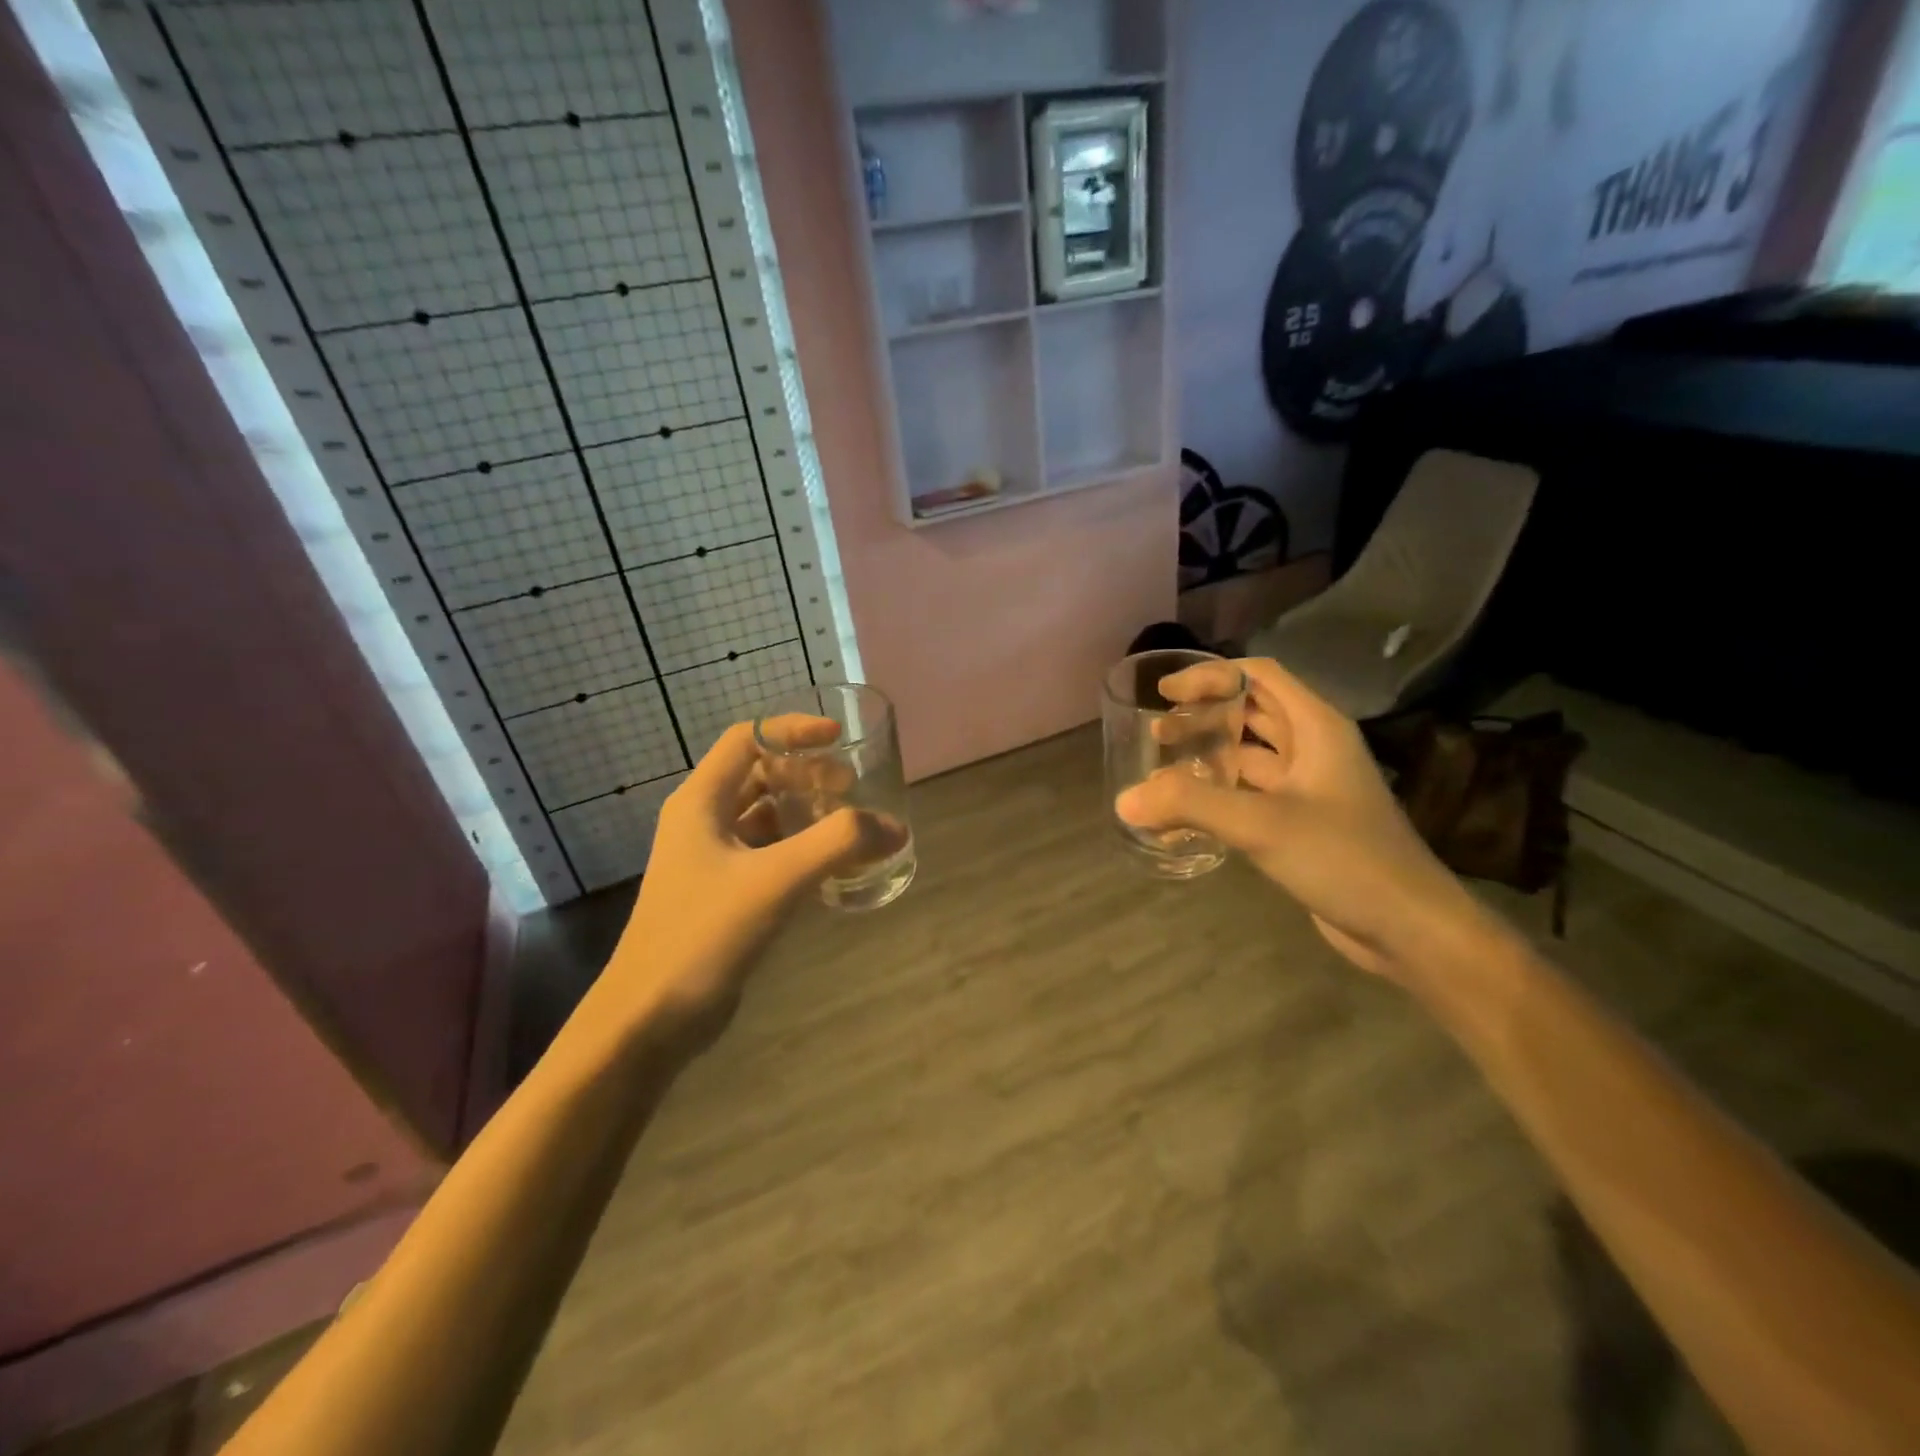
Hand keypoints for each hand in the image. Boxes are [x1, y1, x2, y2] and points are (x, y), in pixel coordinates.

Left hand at [599, 719, 896, 1036]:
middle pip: (758, 775)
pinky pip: (765, 853)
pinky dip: (797, 848)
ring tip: (846, 823)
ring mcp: (708, 860)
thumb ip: (838, 845)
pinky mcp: (720, 894)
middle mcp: (700, 822)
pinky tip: (828, 867)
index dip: (793, 730)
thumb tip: (894, 827)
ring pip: (763, 816)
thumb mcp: (776, 880)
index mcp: (700, 802)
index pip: (747, 739)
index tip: (840, 738)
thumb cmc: (704, 935)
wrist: (650, 1018)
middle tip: (850, 787)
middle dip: (806, 774)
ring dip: (803, 811)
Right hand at [1115, 658, 1483, 979]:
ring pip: (1250, 755)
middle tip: (1157, 733)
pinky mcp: (1302, 822)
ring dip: (1208, 755)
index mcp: (1316, 727)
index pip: (1259, 675)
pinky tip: (1186, 814)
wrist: (1408, 927)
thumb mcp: (1262, 825)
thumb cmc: (1344, 858)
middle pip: (1252, 712)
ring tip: (1162, 769)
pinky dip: (1218, 794)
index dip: (1210, 676)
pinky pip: (1251, 794)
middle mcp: (1313, 748)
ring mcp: (1309, 787)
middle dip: (1203, 716)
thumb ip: (1190, 806)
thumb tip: (1123, 799)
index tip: (1164, 694)